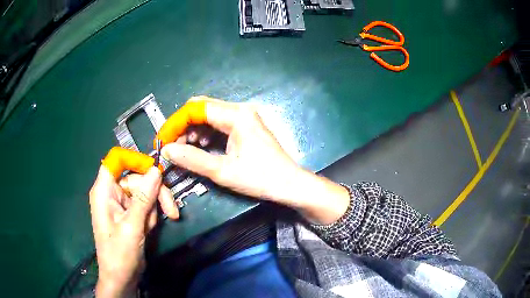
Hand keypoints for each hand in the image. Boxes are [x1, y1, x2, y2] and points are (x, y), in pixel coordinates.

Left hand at [89, 166, 178, 296]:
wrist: (122, 277)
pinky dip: (151, 216)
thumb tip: (156, 170)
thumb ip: (143, 198)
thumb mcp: (132, 226)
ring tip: (150, 229)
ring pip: (145, 192)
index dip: (135, 160)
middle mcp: (112, 192)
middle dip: (155, 193)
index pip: (117, 160)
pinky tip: (149, 230)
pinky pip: (145, 204)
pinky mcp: (130, 213)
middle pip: (137, 178)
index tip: (155, 171)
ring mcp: (122, 203)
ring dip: (153, 209)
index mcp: (104, 190)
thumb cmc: (119, 254)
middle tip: (171, 211)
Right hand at [161, 96, 349, 224]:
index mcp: (237, 115)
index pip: (196, 109)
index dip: (175, 122)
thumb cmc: (261, 178)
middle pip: (201, 109)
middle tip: (171, 146)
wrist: (290, 185)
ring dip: (192, 131)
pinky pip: (217, 124)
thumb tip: (167, 150)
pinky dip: (204, 134)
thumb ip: (192, 159)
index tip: (162, 140)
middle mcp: (239, 110)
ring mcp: (243, 117)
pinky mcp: (244, 126)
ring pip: (208, 116)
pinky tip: (200, 147)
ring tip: (183, 149)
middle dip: (182, 126)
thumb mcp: (223, 171)